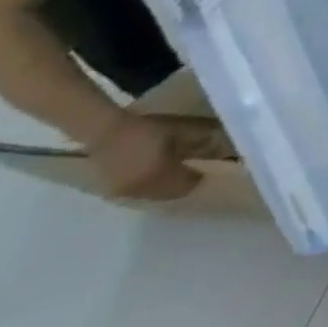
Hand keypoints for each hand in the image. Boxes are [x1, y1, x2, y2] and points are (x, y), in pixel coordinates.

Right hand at [87, 112, 201, 200]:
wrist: (106, 132)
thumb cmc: (147, 129)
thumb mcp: (181, 131)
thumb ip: (202, 141)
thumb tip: (221, 148)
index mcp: (160, 175)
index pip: (187, 185)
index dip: (199, 178)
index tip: (206, 169)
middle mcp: (142, 189)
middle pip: (172, 195)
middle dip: (184, 185)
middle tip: (193, 172)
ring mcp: (126, 193)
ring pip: (155, 197)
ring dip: (168, 189)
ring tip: (176, 174)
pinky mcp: (115, 191)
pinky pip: (140, 195)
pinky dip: (152, 188)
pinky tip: (156, 176)